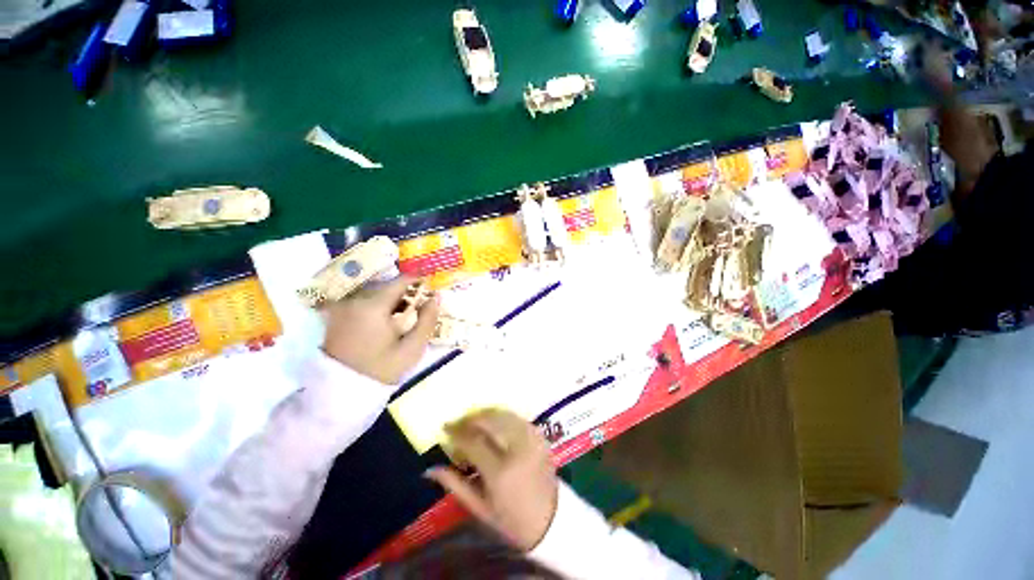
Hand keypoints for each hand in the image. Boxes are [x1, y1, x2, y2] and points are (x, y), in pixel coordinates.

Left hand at [322, 276, 439, 384]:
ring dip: (390, 300)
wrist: (342, 391)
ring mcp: (342, 307)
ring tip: (401, 317)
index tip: (429, 286)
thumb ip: (427, 321)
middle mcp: (355, 300)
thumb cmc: (382, 368)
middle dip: (405, 293)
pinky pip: (361, 301)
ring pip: (374, 293)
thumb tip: (437, 298)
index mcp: (374, 307)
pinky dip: (375, 306)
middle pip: (387, 286)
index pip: (401, 281)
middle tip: (417, 308)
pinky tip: (382, 322)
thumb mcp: (412, 348)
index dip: (418, 280)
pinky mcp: (335, 315)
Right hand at [426, 409, 558, 551]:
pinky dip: (503, 416)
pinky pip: (518, 418)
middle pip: (491, 420)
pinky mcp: (541, 436)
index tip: (445, 428)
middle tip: (459, 421)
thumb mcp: (480, 508)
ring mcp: (532, 440)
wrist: (551, 521)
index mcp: (500, 472)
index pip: (474, 441)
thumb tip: (430, 469)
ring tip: (473, 419)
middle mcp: (518, 449)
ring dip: (487, 413)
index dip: (457, 432)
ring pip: (505, 414)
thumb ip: (455, 485)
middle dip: (471, 417)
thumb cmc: (512, 520)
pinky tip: (494, 422)